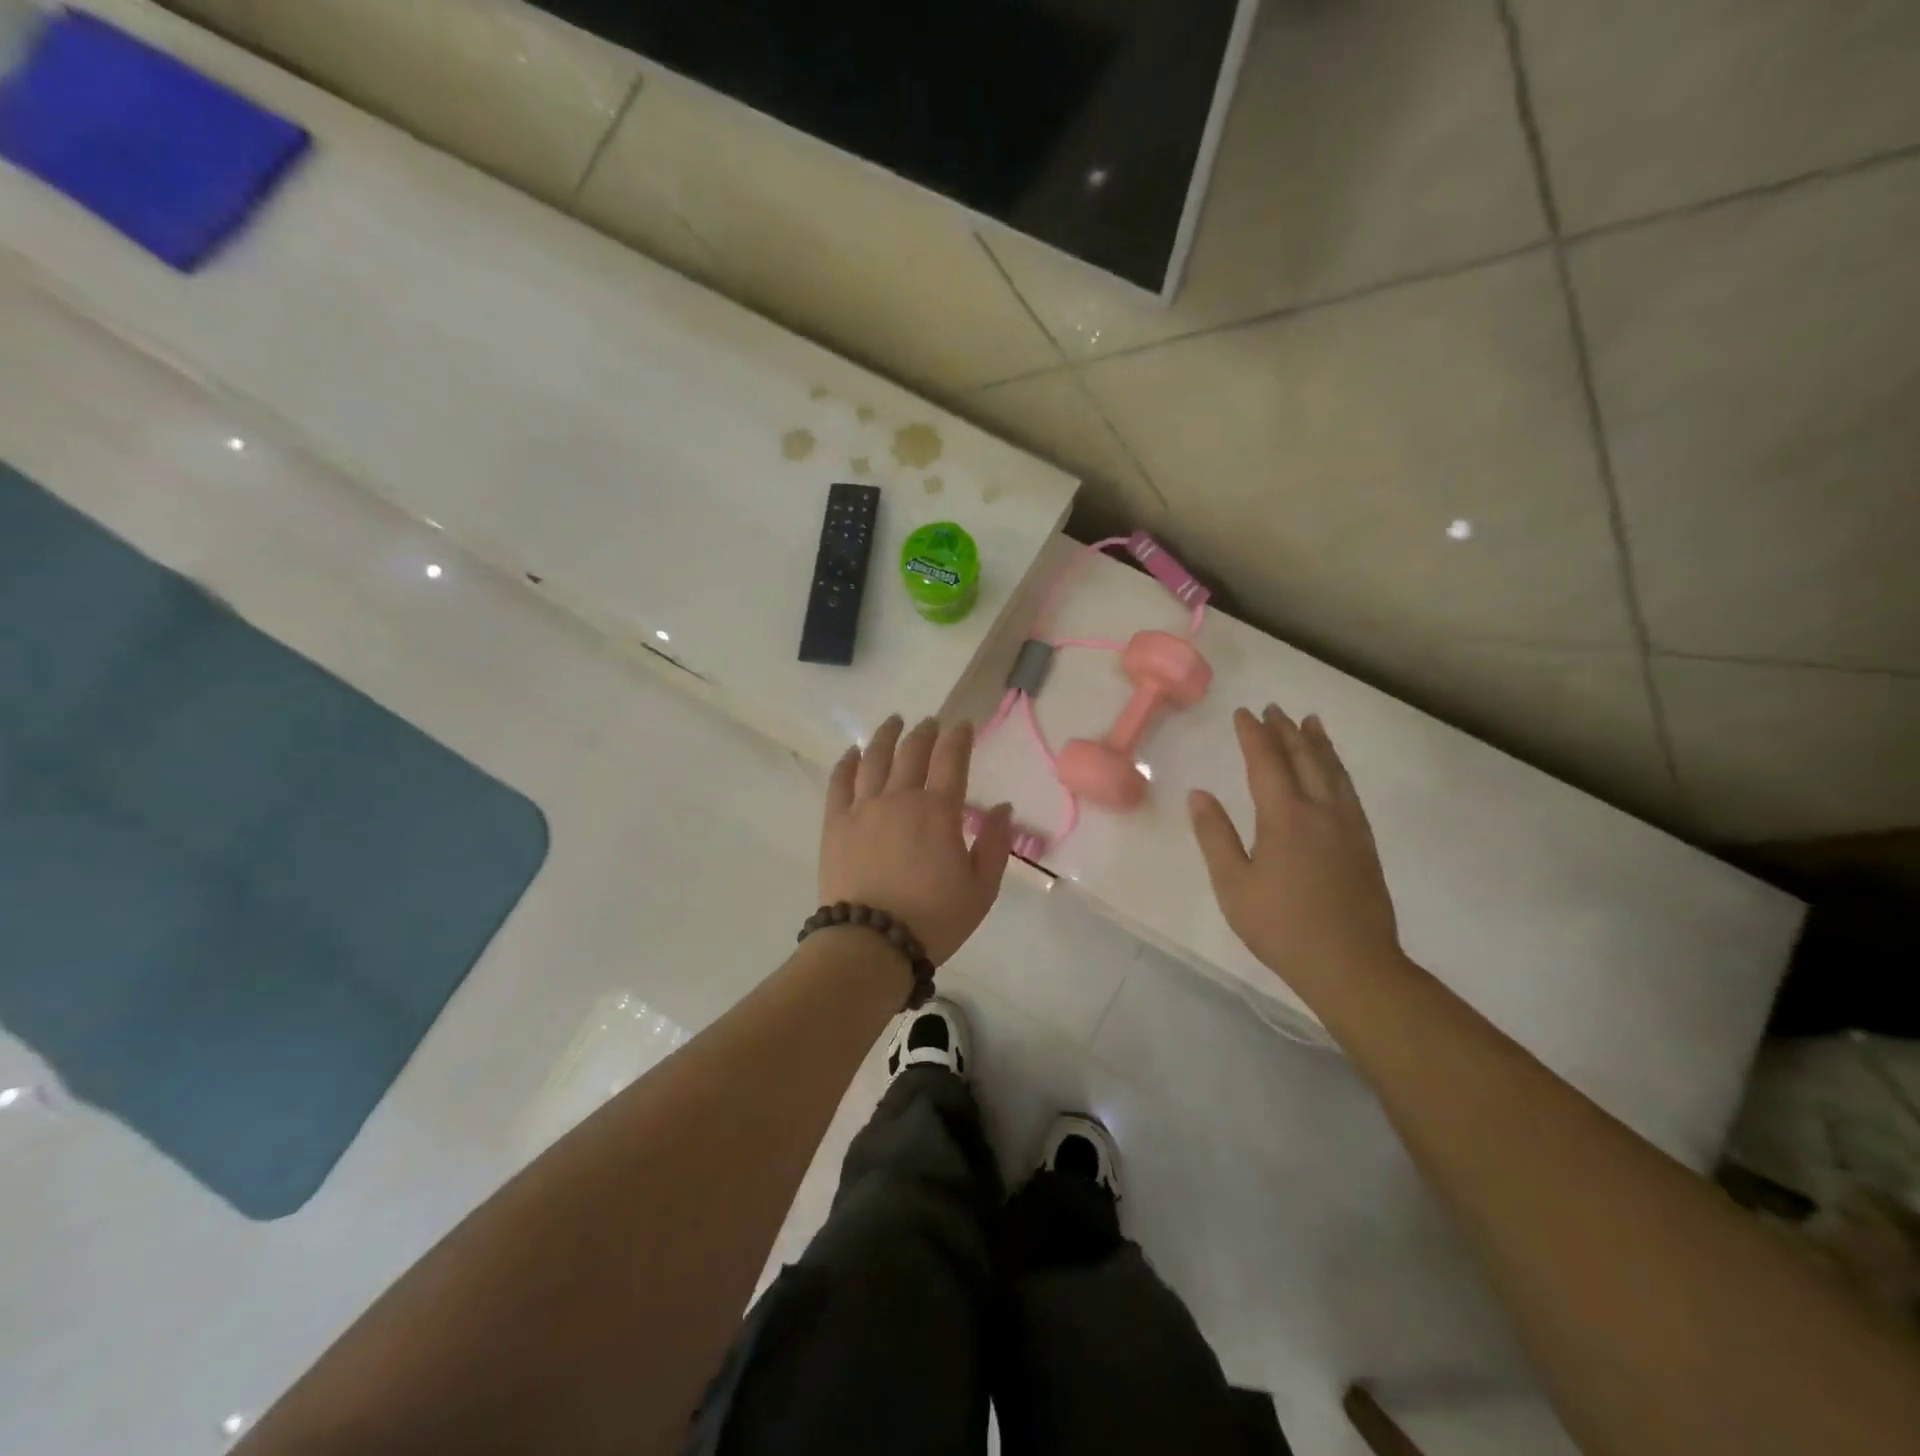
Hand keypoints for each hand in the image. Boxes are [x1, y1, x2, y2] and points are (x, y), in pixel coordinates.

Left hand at [820, 715, 1013, 965]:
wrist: (871, 943)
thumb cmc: (934, 919)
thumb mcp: (981, 888)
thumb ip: (995, 843)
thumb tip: (1003, 806)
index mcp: (938, 811)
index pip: (951, 760)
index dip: (958, 738)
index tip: (963, 725)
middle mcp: (900, 798)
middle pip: (912, 752)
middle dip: (924, 732)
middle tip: (930, 722)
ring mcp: (863, 808)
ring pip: (874, 758)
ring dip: (886, 736)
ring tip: (893, 722)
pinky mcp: (836, 823)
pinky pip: (839, 782)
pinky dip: (846, 762)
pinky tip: (853, 752)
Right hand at [1189, 706, 1402, 1001]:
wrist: (1352, 964)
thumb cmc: (1281, 927)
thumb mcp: (1233, 885)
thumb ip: (1215, 836)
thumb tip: (1199, 795)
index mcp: (1285, 817)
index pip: (1266, 762)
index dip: (1253, 735)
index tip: (1243, 713)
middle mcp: (1321, 810)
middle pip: (1303, 758)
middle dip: (1285, 730)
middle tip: (1273, 709)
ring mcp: (1348, 826)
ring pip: (1332, 771)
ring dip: (1317, 743)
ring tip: (1309, 721)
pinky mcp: (1364, 843)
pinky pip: (1349, 790)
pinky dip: (1337, 768)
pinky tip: (1334, 772)